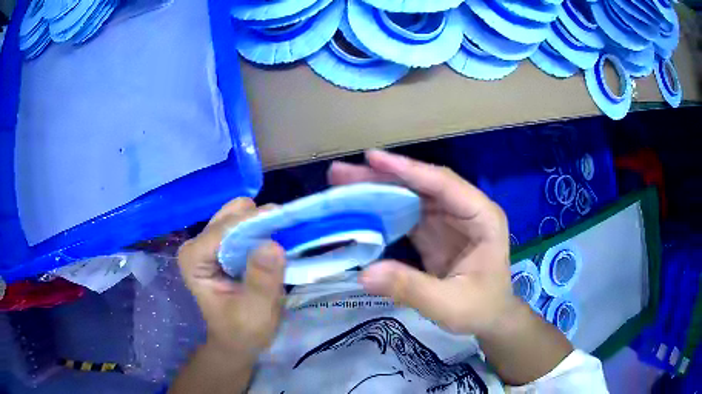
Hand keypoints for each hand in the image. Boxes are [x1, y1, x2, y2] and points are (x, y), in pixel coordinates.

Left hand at [177, 198, 284, 356]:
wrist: (238, 340)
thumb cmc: (242, 331)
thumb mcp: (255, 313)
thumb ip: (261, 282)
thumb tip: (271, 244)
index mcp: (193, 259)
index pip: (224, 230)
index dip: (254, 224)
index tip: (285, 222)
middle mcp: (197, 244)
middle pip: (231, 216)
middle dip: (259, 224)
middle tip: (284, 240)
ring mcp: (209, 242)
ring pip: (238, 214)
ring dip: (262, 226)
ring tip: (279, 245)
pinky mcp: (223, 244)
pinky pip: (245, 223)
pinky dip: (262, 230)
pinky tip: (273, 246)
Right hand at [328, 150, 515, 336]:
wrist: (491, 319)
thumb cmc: (480, 310)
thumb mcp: (449, 305)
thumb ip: (410, 289)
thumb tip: (363, 275)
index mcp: (482, 217)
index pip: (444, 184)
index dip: (408, 170)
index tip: (372, 159)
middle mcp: (466, 210)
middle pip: (422, 185)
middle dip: (383, 176)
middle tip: (342, 172)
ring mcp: (449, 219)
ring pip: (411, 196)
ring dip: (378, 189)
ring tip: (342, 184)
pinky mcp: (435, 231)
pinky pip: (406, 214)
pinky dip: (382, 210)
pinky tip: (359, 209)